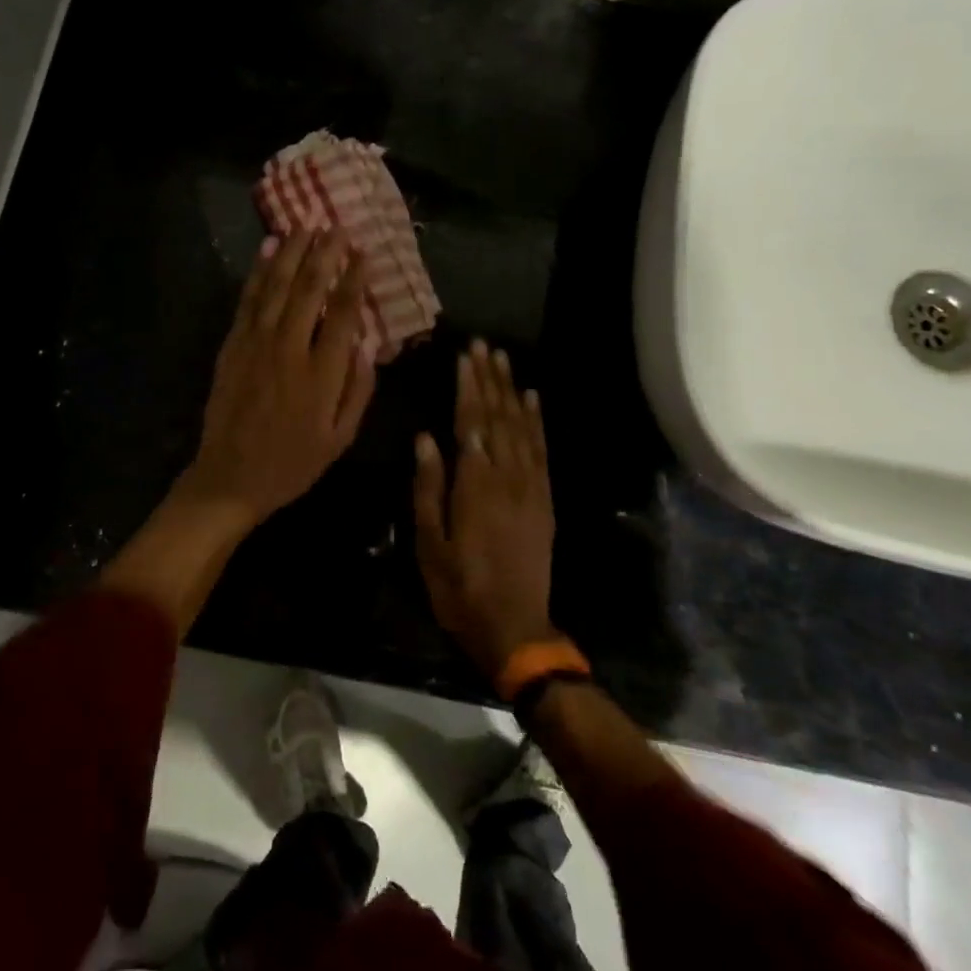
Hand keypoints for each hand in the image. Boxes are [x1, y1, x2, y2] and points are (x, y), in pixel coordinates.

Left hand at [179, 227, 377, 525]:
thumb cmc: (292, 463)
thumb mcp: (340, 439)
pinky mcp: (232, 345)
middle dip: (324, 253)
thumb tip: (367, 344)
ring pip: (276, 286)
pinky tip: (268, 249)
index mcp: (320, 374)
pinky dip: (259, 272)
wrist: (230, 478)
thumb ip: (358, 390)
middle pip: (308, 289)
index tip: (363, 253)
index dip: (354, 280)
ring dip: (292, 252)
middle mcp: (288, 349)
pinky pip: (247, 300)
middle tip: (337, 226)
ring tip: (306, 224)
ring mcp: (255, 344)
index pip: (341, 313)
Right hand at [413, 339, 557, 680]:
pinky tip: (532, 399)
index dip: (468, 386)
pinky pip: (542, 450)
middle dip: (489, 378)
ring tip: (505, 359)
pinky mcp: (544, 499)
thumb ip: (428, 487)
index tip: (465, 355)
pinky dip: (537, 421)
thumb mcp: (429, 542)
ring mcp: (530, 486)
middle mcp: (506, 476)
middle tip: (484, 344)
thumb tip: (426, 438)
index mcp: (474, 485)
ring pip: (521, 427)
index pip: (470, 423)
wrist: (515, 626)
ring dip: (512, 390)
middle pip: (497, 416)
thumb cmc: (459, 587)